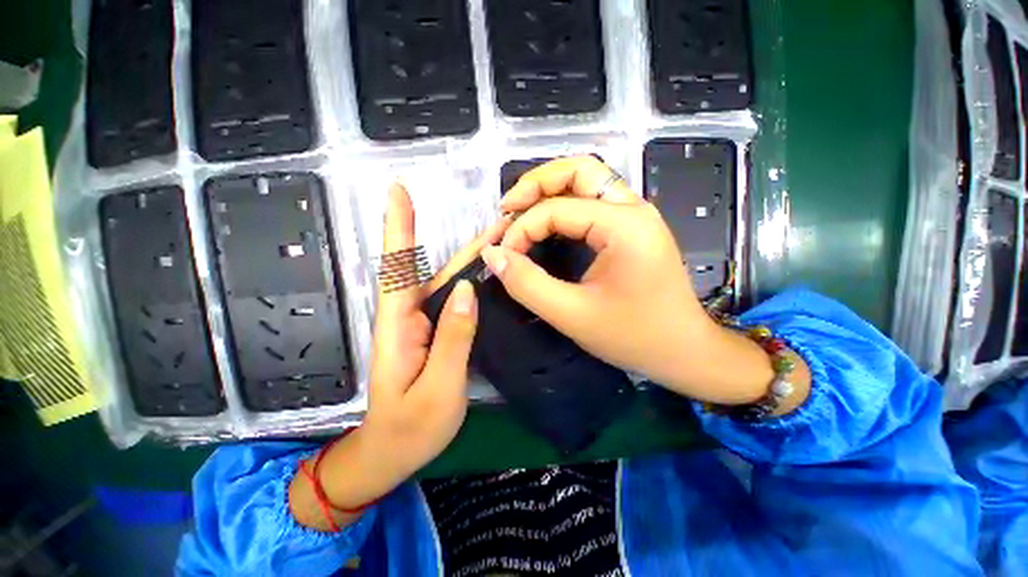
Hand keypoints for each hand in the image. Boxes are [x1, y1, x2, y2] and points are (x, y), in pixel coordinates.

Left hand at [290, 183, 507, 530]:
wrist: (393, 452)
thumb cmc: (409, 427)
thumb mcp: (437, 387)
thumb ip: (453, 338)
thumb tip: (467, 291)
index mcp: (398, 326)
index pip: (397, 267)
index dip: (398, 227)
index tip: (398, 191)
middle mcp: (407, 316)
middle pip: (432, 269)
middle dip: (462, 244)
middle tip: (497, 223)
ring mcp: (422, 324)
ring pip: (446, 283)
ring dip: (471, 260)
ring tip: (501, 240)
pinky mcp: (434, 332)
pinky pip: (452, 300)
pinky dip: (469, 281)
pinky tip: (487, 273)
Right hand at [483, 156, 807, 406]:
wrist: (684, 351)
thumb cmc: (633, 337)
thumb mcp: (572, 315)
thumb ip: (527, 284)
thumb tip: (493, 255)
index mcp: (624, 225)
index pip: (557, 209)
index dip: (521, 229)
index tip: (502, 256)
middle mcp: (634, 208)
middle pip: (579, 169)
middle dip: (536, 184)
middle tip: (507, 207)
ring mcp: (636, 215)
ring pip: (588, 179)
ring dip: (550, 188)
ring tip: (521, 209)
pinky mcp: (633, 227)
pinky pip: (594, 200)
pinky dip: (565, 203)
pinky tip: (548, 220)